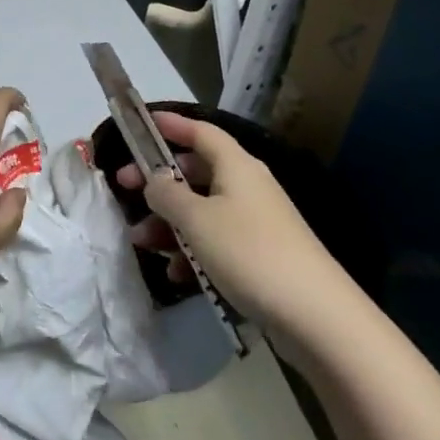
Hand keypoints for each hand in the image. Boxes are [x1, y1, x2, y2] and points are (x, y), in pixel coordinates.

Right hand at [117, 112, 370, 364]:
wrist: (316, 316)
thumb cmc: (250, 252)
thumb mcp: (196, 219)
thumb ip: (166, 194)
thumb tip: (154, 179)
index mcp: (236, 167)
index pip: (201, 132)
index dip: (172, 124)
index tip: (142, 123)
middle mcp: (247, 187)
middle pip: (196, 173)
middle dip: (158, 183)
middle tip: (123, 189)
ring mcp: (255, 223)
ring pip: (201, 211)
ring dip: (169, 223)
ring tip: (141, 243)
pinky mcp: (258, 256)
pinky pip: (215, 242)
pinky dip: (191, 252)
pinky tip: (175, 274)